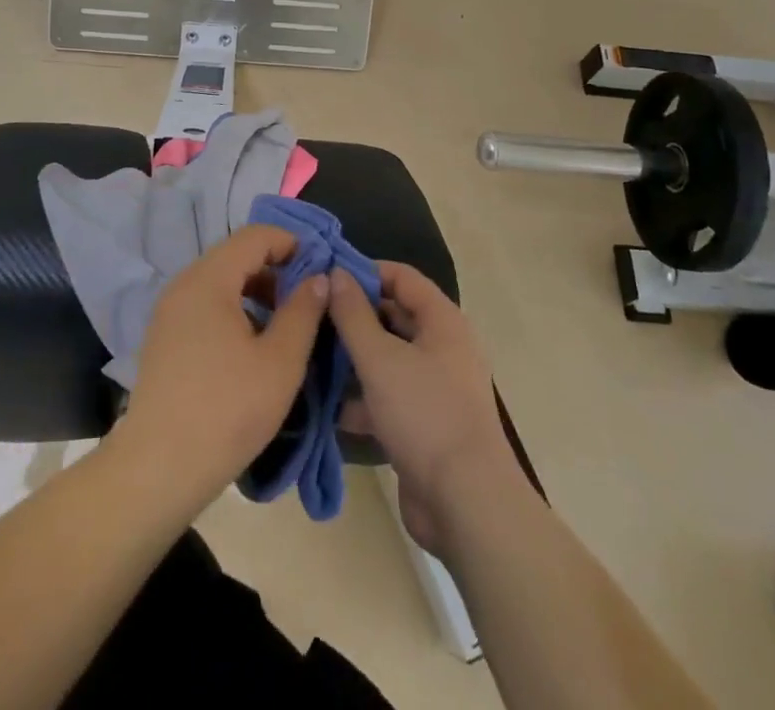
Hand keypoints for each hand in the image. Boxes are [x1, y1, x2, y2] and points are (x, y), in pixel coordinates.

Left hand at [112, 225, 327, 507]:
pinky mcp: (164, 336)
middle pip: (236, 254)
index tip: (320, 268)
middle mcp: (184, 284)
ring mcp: (169, 310)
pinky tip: (253, 344)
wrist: (158, 468)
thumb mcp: (280, 362)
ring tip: (285, 323)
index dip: (291, 243)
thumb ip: (303, 312)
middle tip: (308, 299)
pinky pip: (205, 303)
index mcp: (209, 279)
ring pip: (220, 280)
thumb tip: (319, 278)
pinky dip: (234, 308)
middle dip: (276, 268)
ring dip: (256, 290)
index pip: (254, 236)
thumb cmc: (227, 411)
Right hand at [327, 263, 522, 554]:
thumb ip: (353, 314)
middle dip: (353, 317)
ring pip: (387, 360)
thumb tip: (335, 273)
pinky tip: (325, 407)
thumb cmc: (424, 414)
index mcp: (442, 322)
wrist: (466, 504)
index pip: (401, 277)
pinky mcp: (424, 425)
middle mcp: (443, 348)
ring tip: (308, 357)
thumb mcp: (380, 358)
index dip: (364, 271)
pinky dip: (361, 400)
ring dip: (352, 360)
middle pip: (394, 317)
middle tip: (310, 317)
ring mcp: (435, 388)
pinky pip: (388, 398)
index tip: (325, 276)